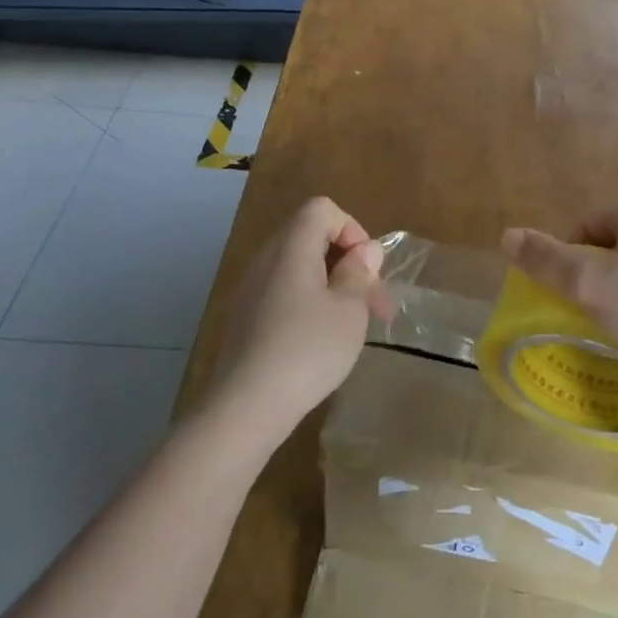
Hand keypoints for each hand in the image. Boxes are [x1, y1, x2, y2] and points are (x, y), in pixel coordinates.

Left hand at [209, 197, 392, 432]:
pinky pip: (284, 292)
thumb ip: (359, 272)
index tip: (367, 269)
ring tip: (353, 324)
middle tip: (373, 302)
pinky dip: (309, 304)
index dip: (352, 229)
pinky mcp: (244, 319)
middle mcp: (266, 259)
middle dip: (347, 262)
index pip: (322, 209)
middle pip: (311, 237)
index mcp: (291, 247)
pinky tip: (321, 342)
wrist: (245, 408)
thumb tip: (365, 250)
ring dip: (332, 285)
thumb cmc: (307, 350)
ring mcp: (251, 290)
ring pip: (299, 268)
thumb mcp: (349, 310)